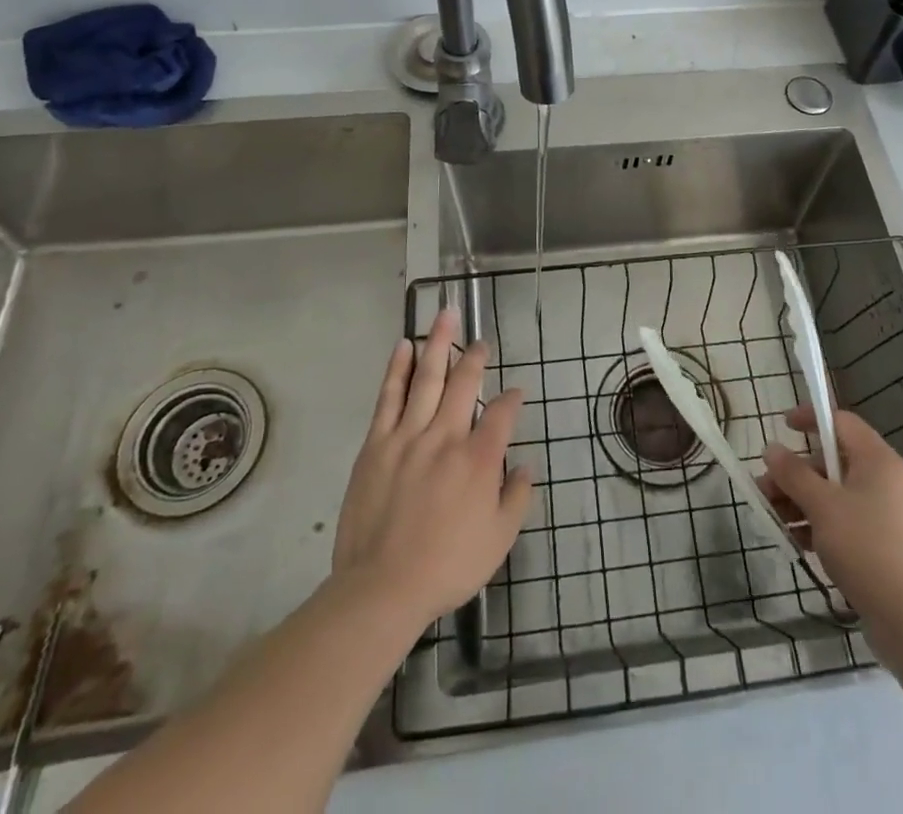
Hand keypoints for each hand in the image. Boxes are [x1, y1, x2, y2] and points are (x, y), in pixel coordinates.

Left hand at [331, 309, 533, 629]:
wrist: (382, 588)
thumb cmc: (447, 566)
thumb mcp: (499, 541)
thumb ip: (517, 499)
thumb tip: (525, 467)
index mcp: (480, 459)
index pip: (503, 414)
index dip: (513, 399)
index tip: (517, 393)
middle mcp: (447, 436)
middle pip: (465, 383)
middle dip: (476, 357)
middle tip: (481, 339)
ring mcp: (409, 436)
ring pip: (427, 378)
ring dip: (439, 343)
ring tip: (446, 315)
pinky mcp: (377, 444)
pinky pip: (390, 397)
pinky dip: (398, 369)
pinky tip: (404, 346)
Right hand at [759, 405, 902, 651]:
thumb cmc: (865, 547)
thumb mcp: (822, 505)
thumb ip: (793, 474)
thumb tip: (771, 449)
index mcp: (877, 460)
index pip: (841, 422)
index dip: (811, 419)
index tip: (782, 427)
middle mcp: (884, 480)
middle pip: (832, 461)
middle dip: (795, 473)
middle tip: (765, 487)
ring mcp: (884, 514)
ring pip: (834, 494)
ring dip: (801, 501)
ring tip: (772, 517)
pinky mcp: (882, 544)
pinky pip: (843, 521)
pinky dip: (818, 524)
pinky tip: (795, 541)